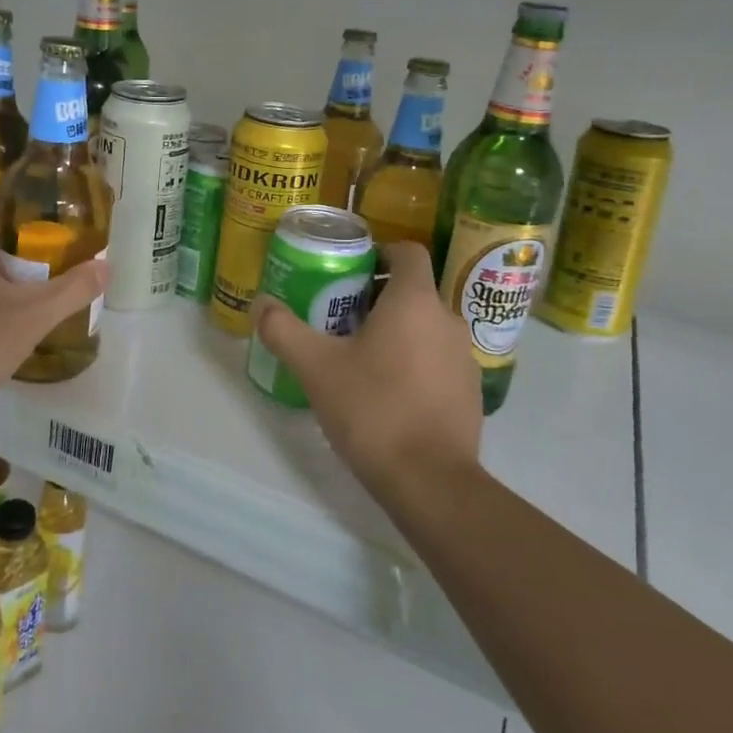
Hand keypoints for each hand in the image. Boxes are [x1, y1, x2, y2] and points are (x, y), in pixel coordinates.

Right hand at [250, 242, 482, 493]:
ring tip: (361, 358)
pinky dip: (416, 363)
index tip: (350, 272)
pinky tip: (389, 394)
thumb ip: (283, 330)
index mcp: (415, 301)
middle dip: (378, 298)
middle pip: (413, 291)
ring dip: (398, 332)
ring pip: (427, 327)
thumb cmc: (372, 409)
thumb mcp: (315, 368)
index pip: (408, 252)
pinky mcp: (472, 392)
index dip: (380, 253)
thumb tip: (260, 304)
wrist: (430, 481)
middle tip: (340, 319)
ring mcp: (465, 357)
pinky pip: (439, 360)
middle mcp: (448, 319)